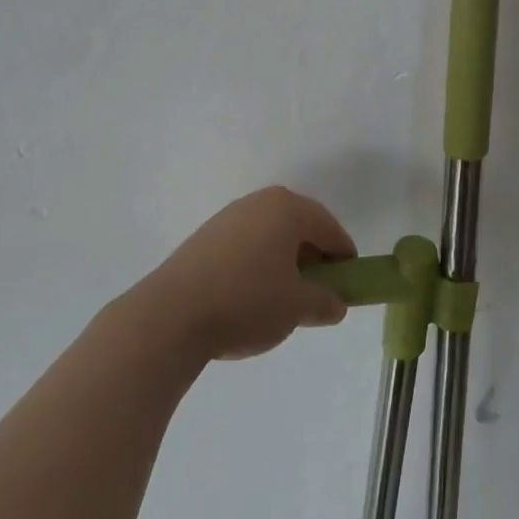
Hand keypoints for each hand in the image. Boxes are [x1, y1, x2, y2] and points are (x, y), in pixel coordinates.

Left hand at [145, 187, 356, 361]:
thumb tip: (336, 304)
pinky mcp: (205, 237)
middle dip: (313, 256)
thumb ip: (324, 302)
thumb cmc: (246, 302)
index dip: (343, 255)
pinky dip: (257, 263)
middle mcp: (260, 202)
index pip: (329, 227)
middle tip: (318, 290)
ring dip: (283, 260)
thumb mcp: (297, 308)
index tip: (348, 283)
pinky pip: (246, 244)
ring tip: (283, 297)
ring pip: (270, 234)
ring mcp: (228, 217)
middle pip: (299, 226)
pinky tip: (250, 295)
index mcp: (288, 208)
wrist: (170, 316)